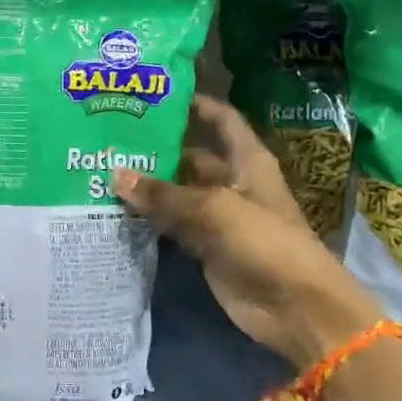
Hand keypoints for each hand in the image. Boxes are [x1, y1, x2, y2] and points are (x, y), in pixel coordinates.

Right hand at [111, 96, 384, 368]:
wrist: (295, 307)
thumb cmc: (265, 241)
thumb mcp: (213, 208)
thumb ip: (164, 193)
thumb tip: (115, 175)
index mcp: (247, 161)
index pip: (223, 120)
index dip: (198, 105)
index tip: (161, 94)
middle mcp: (233, 183)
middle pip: (193, 157)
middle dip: (160, 149)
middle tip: (114, 138)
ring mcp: (219, 217)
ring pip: (179, 193)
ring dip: (150, 186)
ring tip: (106, 169)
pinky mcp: (207, 247)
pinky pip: (173, 226)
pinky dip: (151, 219)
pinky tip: (118, 209)